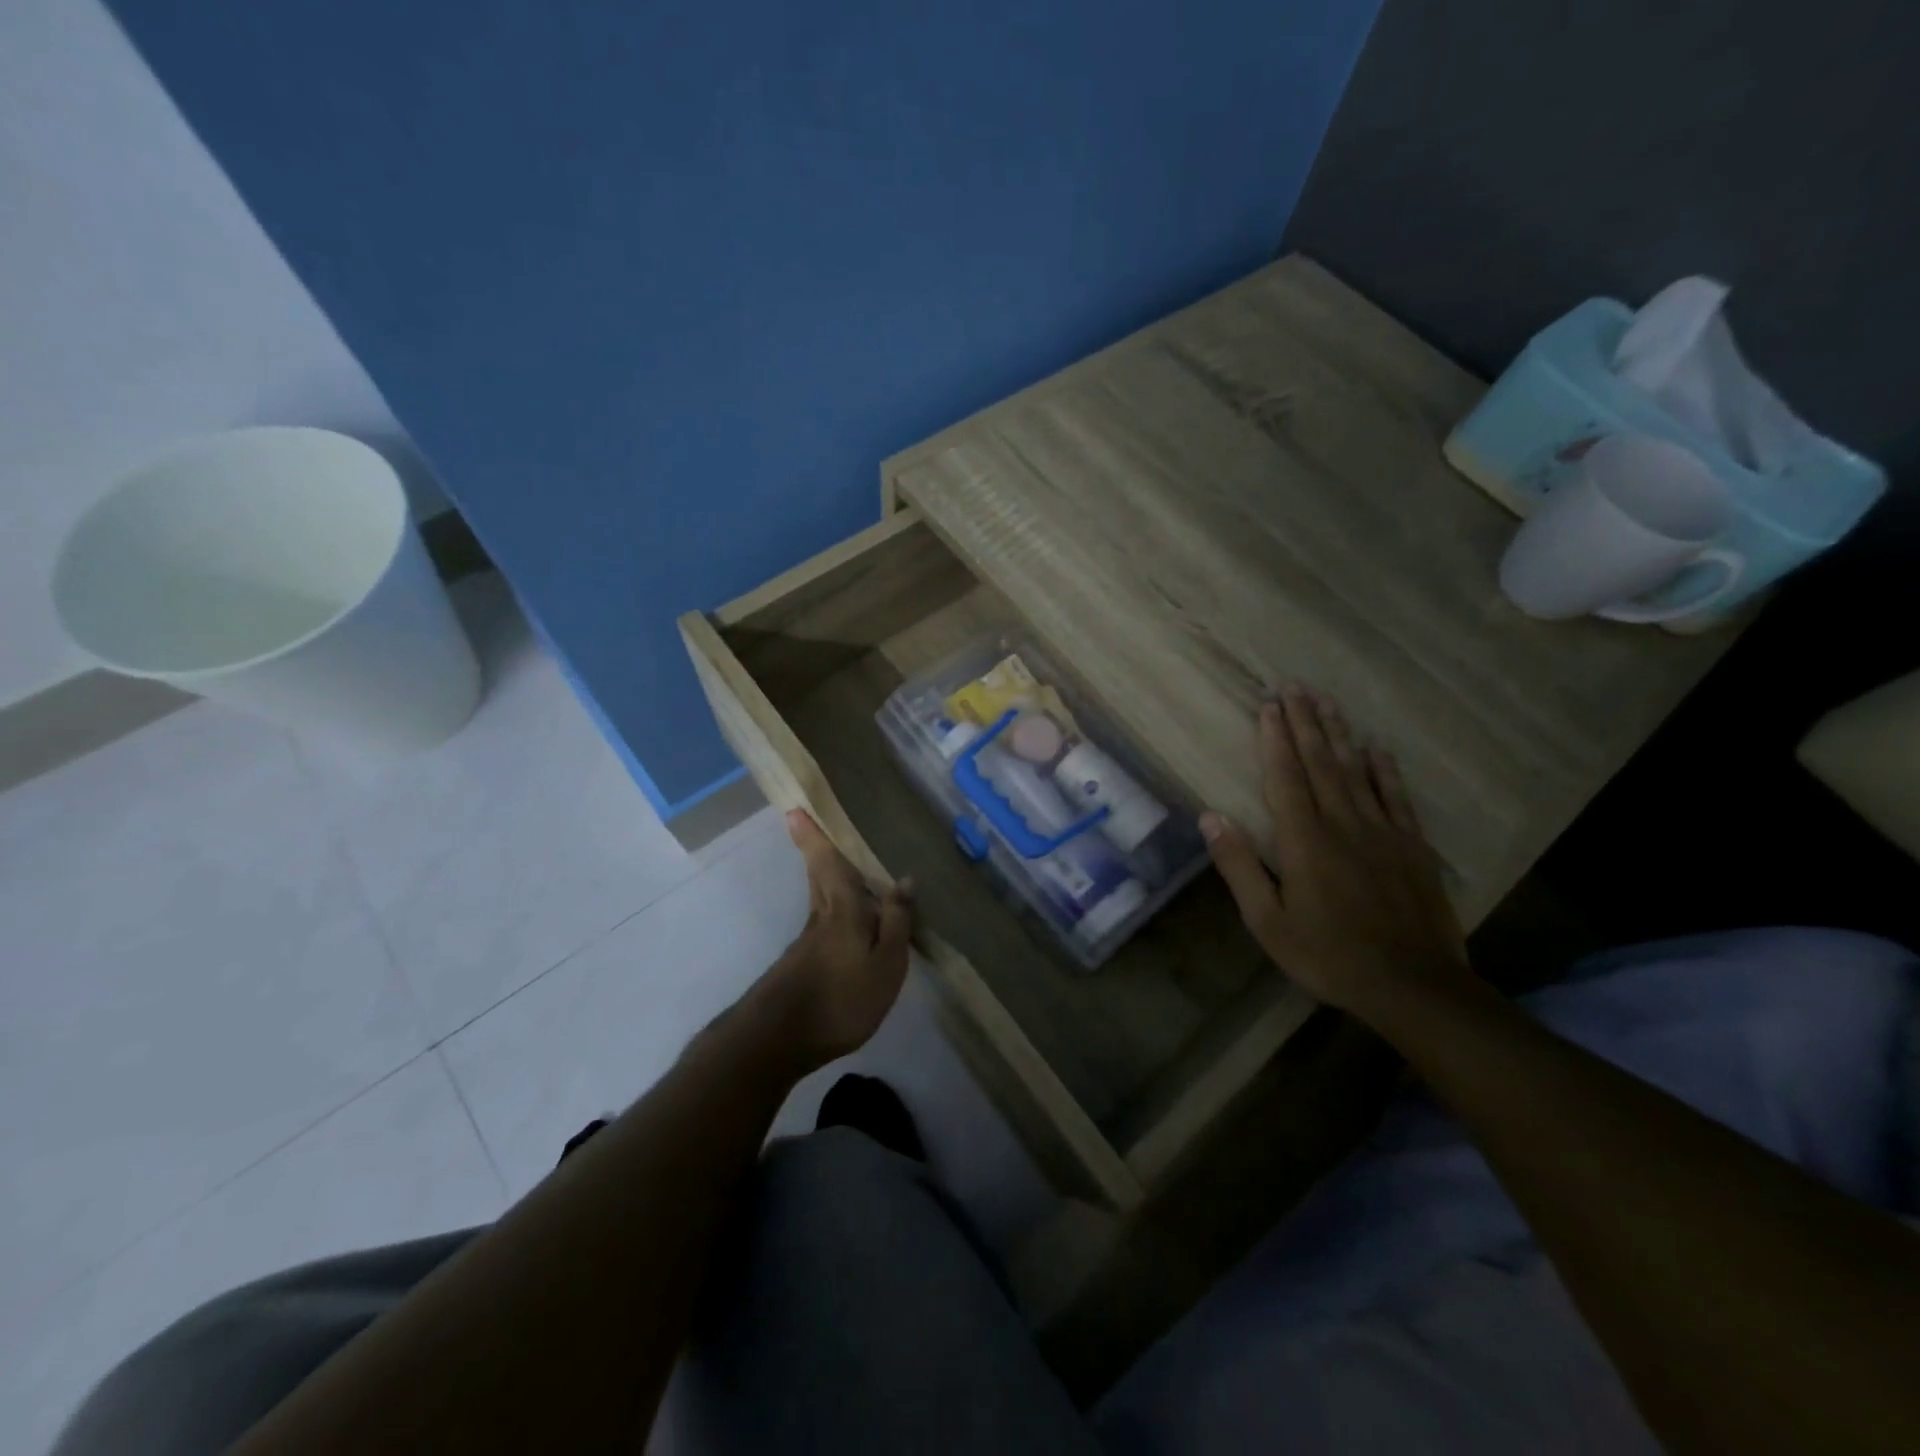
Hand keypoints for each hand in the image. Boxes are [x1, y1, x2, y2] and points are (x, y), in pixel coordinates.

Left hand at [758, 810, 913, 1067]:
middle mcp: (821, 917)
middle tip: (810, 826)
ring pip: (820, 898)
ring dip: (824, 878)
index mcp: (842, 909)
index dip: (813, 837)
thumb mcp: (885, 963)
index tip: (794, 810)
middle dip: (815, 851)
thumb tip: (904, 879)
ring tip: (842, 868)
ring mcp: (807, 943)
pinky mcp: (802, 965)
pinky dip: (833, 910)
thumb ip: (895, 921)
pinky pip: (824, 923)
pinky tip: (847, 925)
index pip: (828, 863)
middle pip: (819, 876)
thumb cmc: (840, 998)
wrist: (777, 1041)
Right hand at [1201, 684, 1469, 1019]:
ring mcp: (1382, 832)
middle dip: (1305, 722)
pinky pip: (1396, 797)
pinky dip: (1385, 770)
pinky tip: (1378, 748)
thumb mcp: (1268, 922)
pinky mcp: (1411, 847)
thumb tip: (1210, 818)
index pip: (1286, 778)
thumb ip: (1239, 867)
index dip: (1275, 740)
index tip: (1269, 705)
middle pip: (1321, 763)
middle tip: (1295, 686)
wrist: (1413, 985)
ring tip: (1328, 702)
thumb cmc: (1328, 956)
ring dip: (1340, 734)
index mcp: (1304, 841)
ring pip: (1357, 771)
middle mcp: (1342, 824)